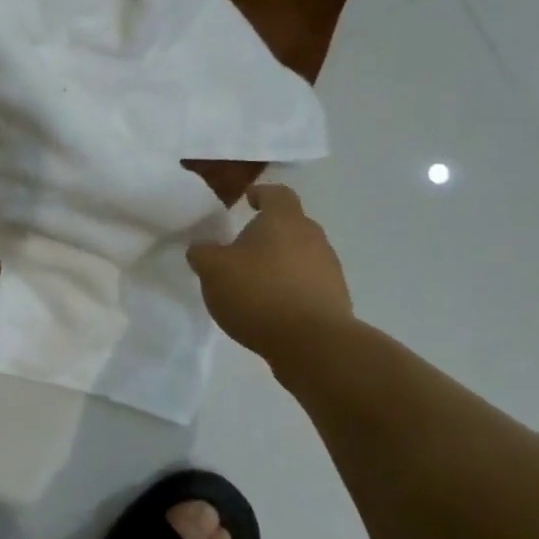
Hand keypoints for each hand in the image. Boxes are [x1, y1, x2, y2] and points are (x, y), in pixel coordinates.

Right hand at [186, 182, 353, 356]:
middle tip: (242, 248)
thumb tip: (202, 248)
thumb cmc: (258, 293)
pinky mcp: (336, 301)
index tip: (247, 201)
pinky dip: (290, 289)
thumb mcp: (212, 270)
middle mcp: (313, 238)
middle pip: (291, 225)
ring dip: (280, 263)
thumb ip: (203, 253)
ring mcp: (329, 270)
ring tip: (254, 283)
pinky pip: (309, 284)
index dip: (261, 194)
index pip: (277, 193)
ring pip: (301, 255)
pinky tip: (271, 308)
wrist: (313, 345)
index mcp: (284, 221)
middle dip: (268, 233)